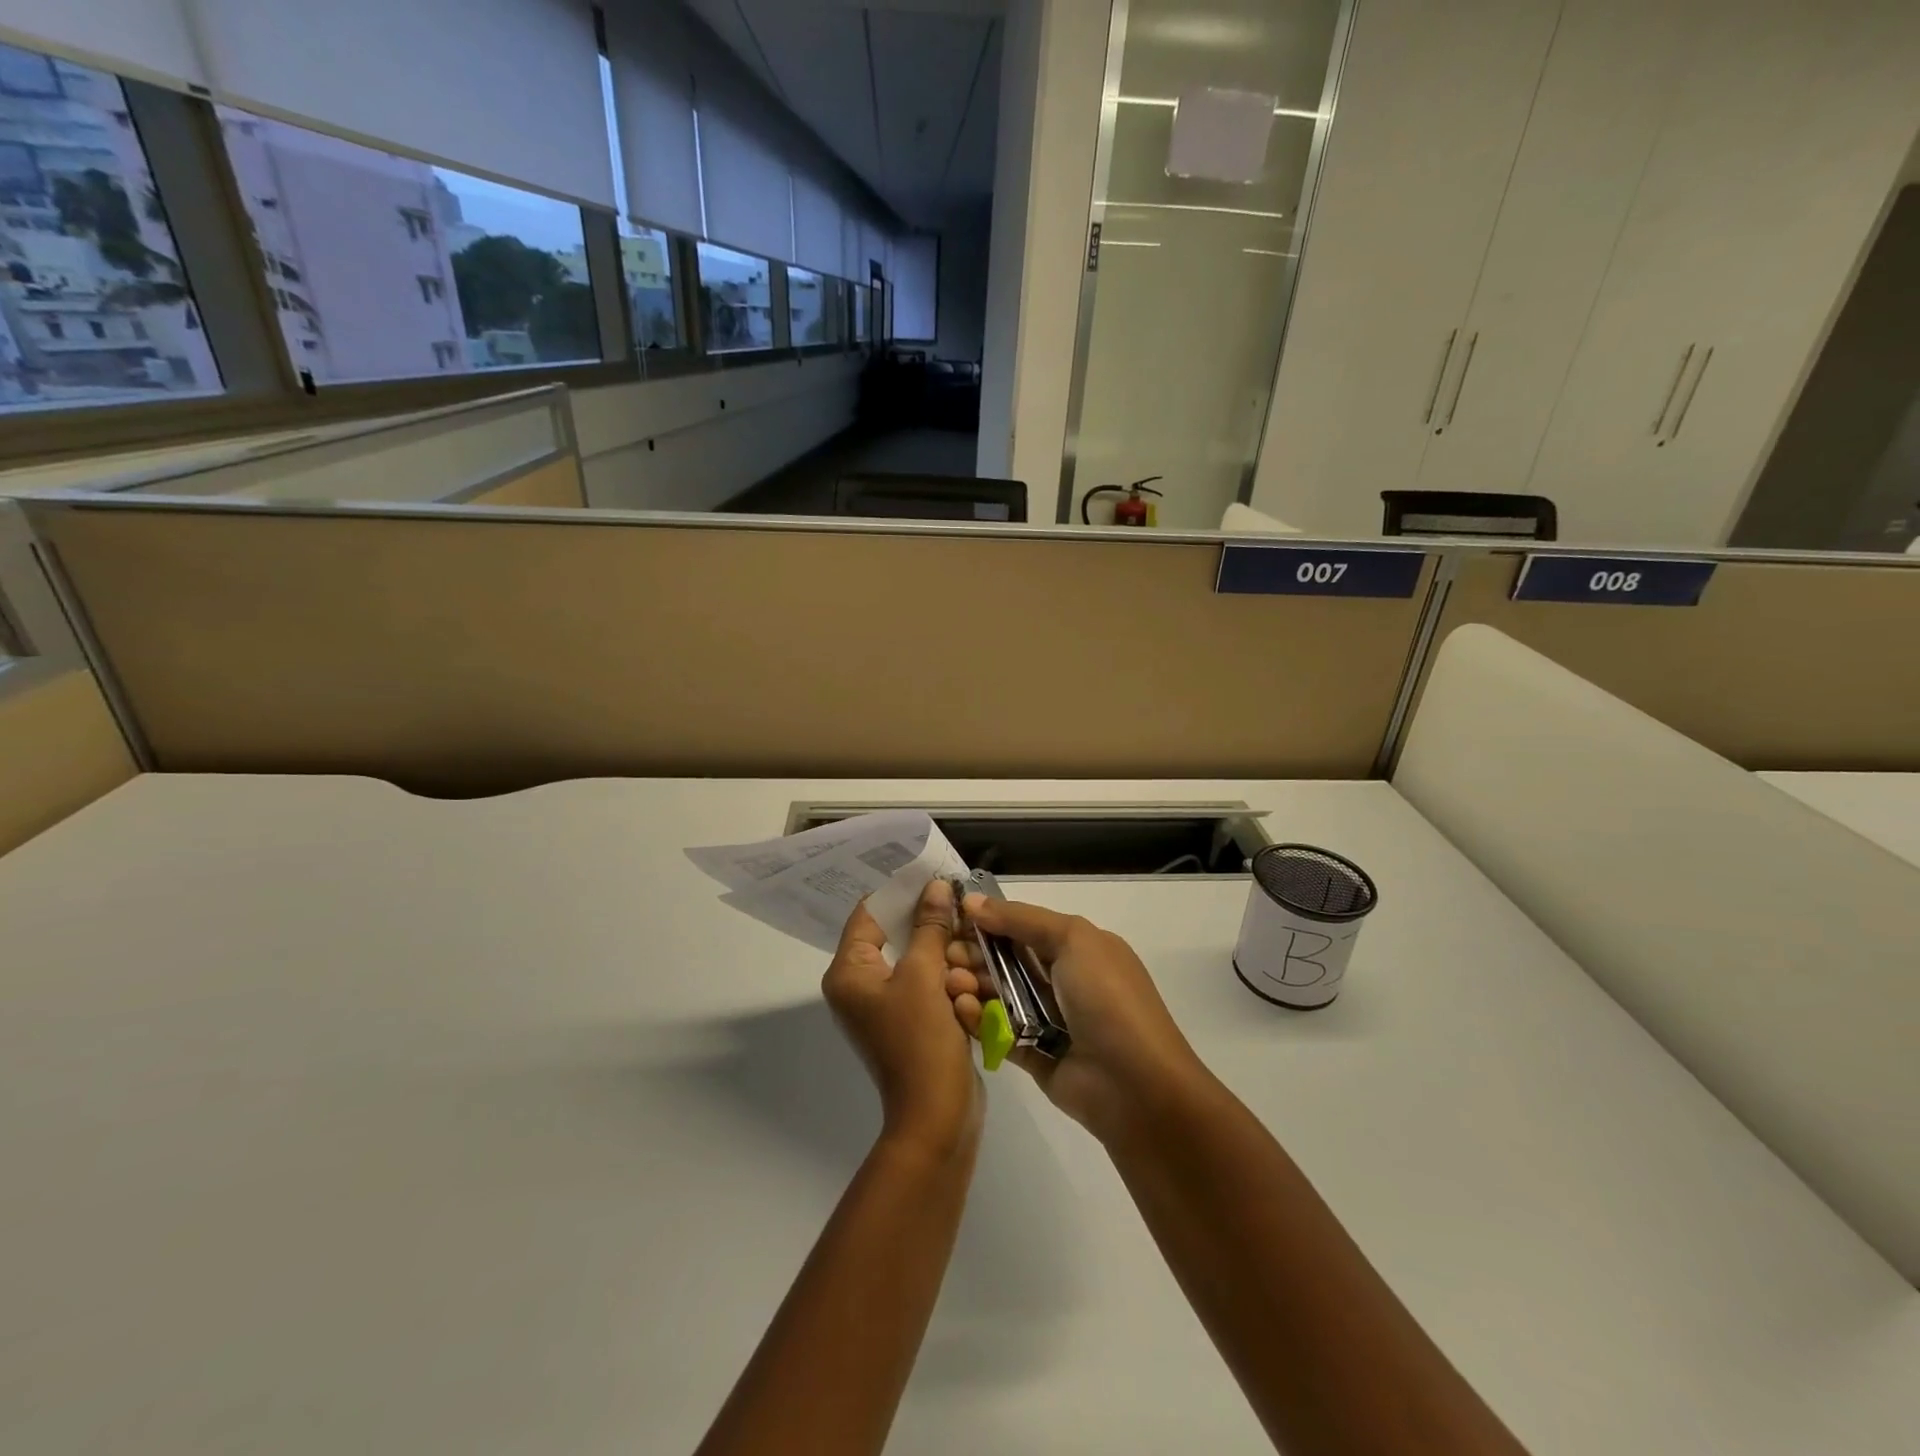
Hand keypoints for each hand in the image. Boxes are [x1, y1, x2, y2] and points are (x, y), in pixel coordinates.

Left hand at [823, 878, 982, 1160]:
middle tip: (960, 913)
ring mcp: (886, 1005)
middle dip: (932, 929)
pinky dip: (949, 981)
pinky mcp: (910, 1021)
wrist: (936, 1118)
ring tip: (968, 965)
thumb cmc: (920, 1042)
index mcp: (850, 972)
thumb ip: (929, 927)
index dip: (899, 890)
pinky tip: (970, 986)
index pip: (868, 913)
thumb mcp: (925, 977)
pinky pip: (929, 985)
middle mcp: (860, 985)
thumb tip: (935, 887)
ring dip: (947, 959)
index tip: (931, 872)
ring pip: (919, 960)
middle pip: (896, 936)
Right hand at [946, 895, 1210, 1143]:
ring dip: (973, 985)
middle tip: (945, 953)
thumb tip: (974, 902)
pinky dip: (978, 1020)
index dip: (991, 922)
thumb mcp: (1073, 940)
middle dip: (975, 954)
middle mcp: (1065, 982)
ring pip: (1001, 996)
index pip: (1027, 928)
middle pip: (1009, 961)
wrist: (1135, 1085)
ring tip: (950, 982)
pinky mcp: (1034, 1055)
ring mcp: (1050, 1020)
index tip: (953, 917)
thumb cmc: (1107, 999)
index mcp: (1081, 950)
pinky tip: (959, 1008)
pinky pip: (999, 1032)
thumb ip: (1022, 919)